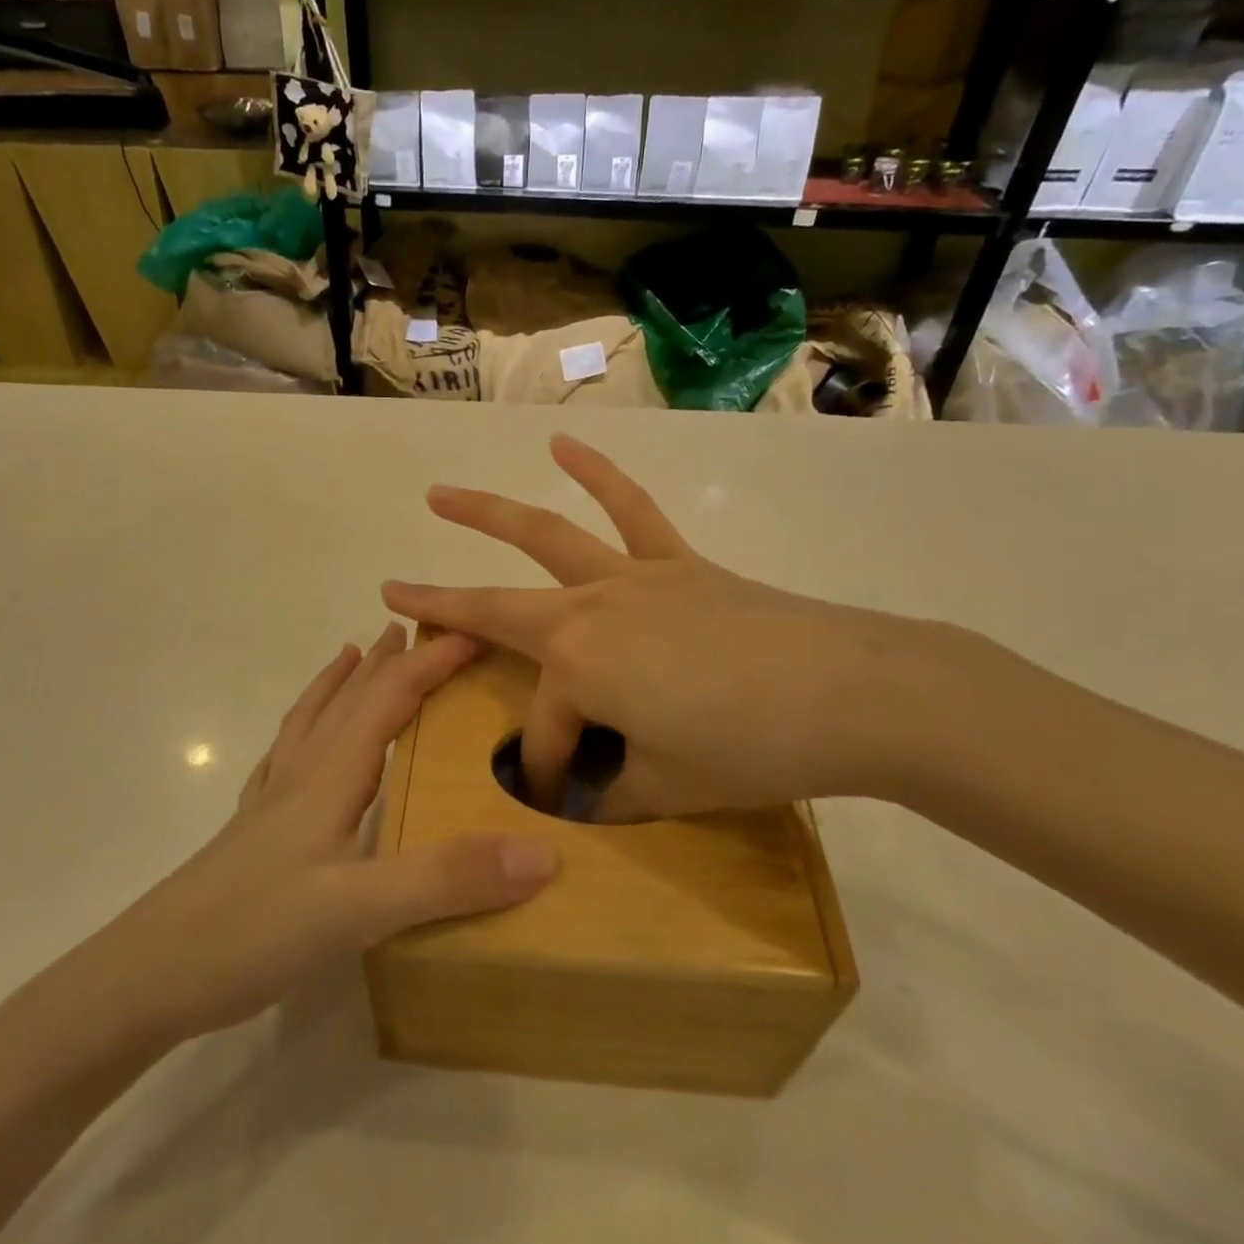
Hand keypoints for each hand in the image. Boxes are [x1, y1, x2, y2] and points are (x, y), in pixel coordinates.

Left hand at [115, 626, 556, 1041]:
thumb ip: (446, 878)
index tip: (476, 633)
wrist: (144, 980)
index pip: (389, 697)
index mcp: (330, 776)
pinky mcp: (253, 834)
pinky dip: (303, 729)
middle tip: (418, 628)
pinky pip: (286, 759)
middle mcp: (301, 776)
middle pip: (349, 698)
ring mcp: (271, 804)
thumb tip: (541, 852)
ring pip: (312, 722)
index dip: (432, 662)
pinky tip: (299, 743)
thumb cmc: (249, 933)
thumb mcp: (358, 910)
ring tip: (353, 654)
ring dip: (340, 682)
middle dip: (387, 660)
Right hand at [382, 436, 969, 823]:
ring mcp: (631, 577)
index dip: (546, 769)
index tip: (560, 797)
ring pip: (545, 536)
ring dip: (487, 513)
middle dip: (439, 603)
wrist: (851, 694)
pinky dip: (598, 475)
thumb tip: (592, 789)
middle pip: (497, 608)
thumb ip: (614, 788)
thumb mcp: (667, 787)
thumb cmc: (750, 748)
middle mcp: (589, 610)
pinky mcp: (676, 562)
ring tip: (441, 495)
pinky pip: (631, 510)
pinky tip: (565, 446)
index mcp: (579, 669)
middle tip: (392, 588)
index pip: (544, 729)